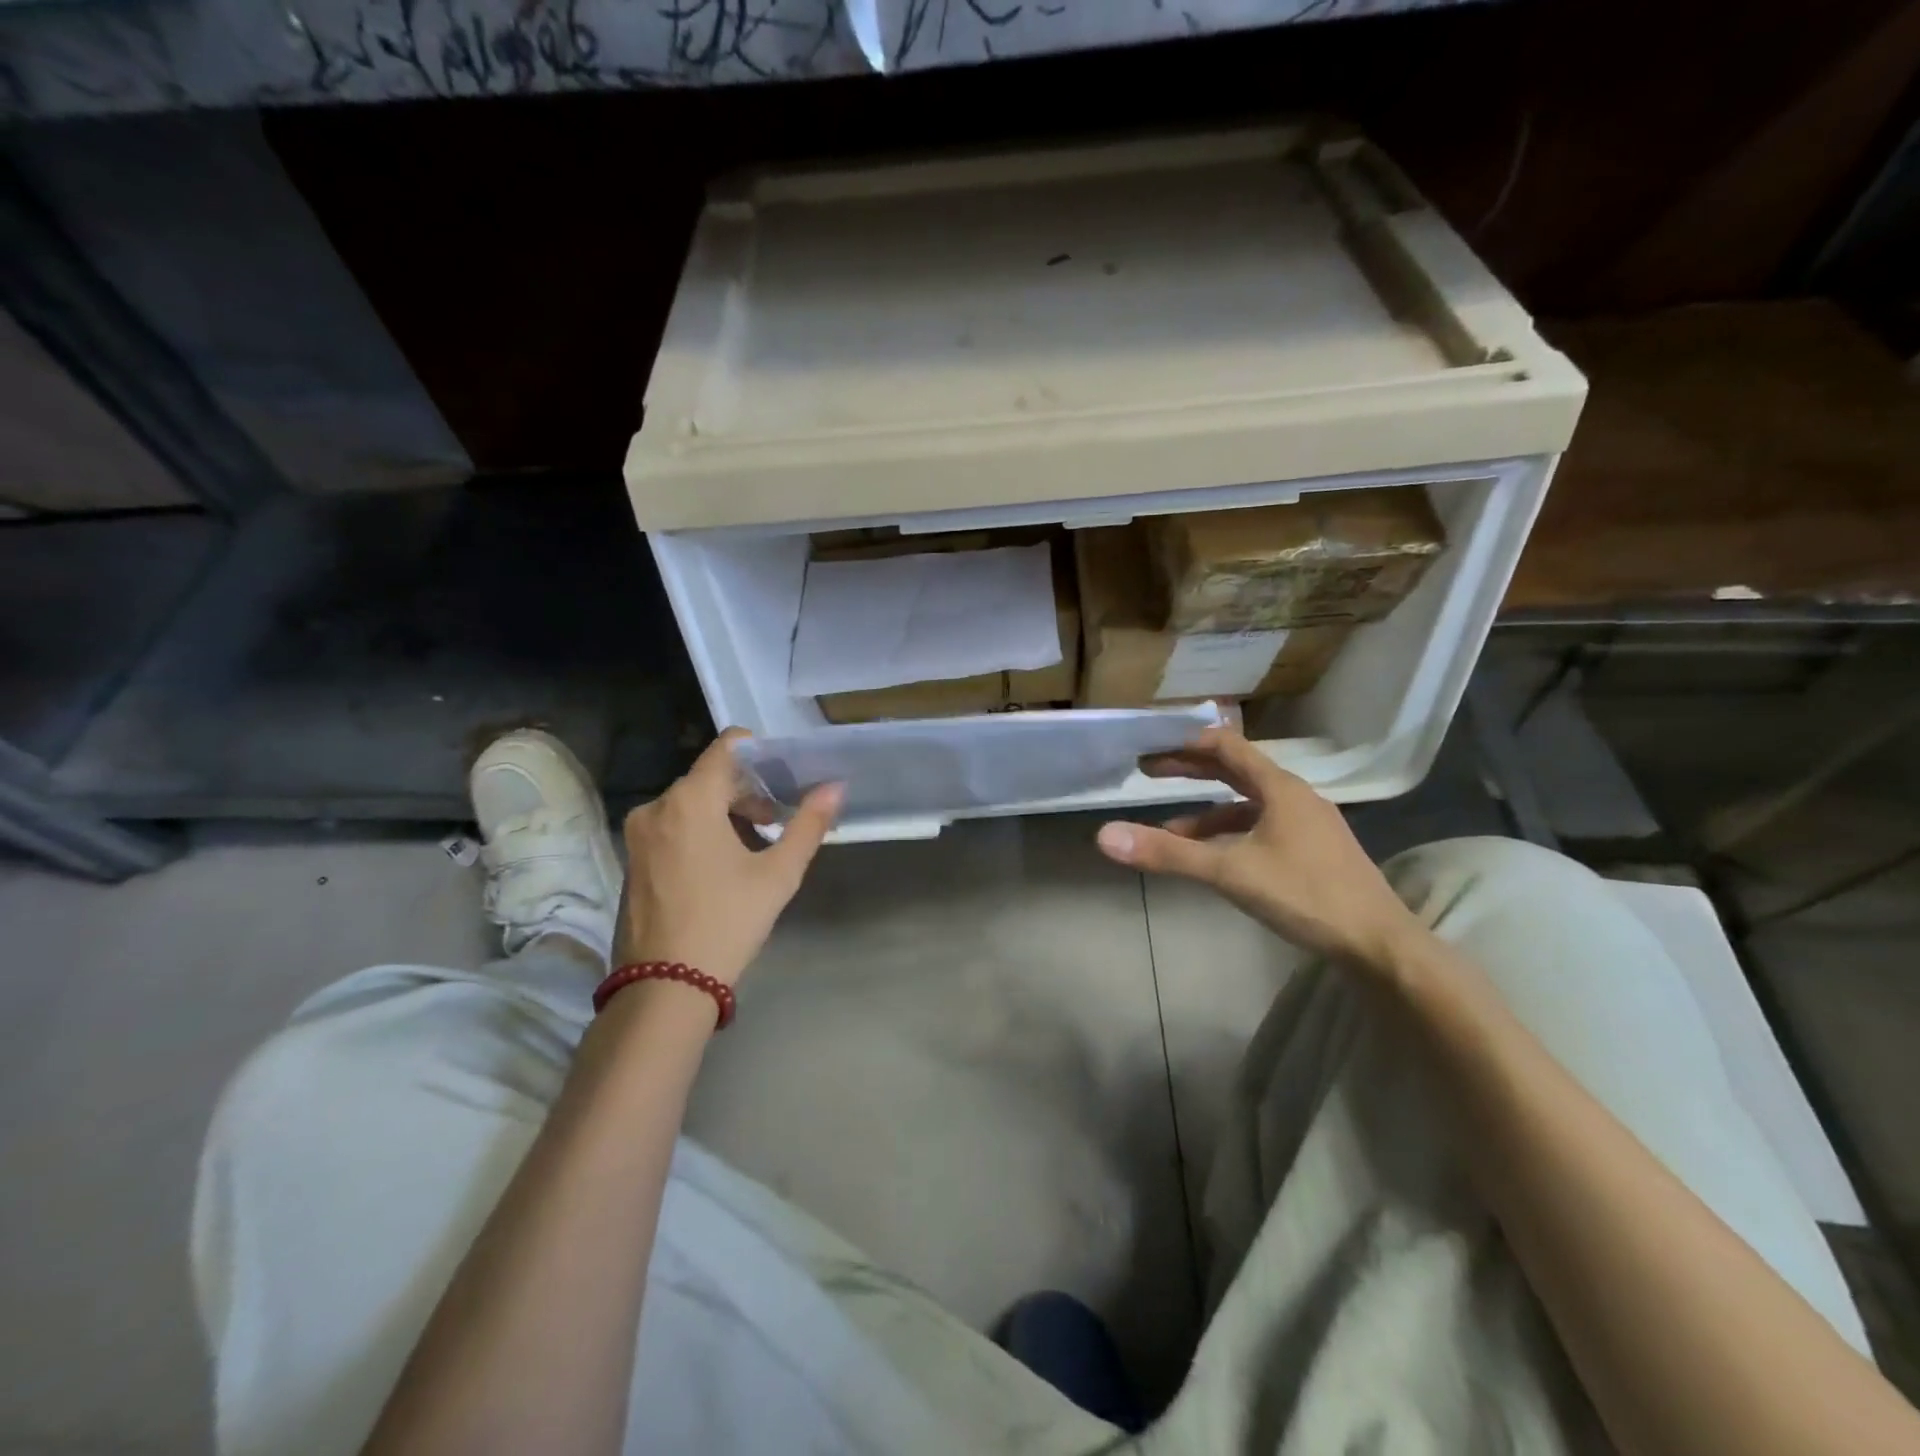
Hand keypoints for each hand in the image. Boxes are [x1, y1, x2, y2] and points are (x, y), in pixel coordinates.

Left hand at [615, 729, 842, 985]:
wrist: (666, 986)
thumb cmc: (728, 921)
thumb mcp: (778, 873)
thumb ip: (808, 824)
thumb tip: (835, 787)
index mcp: (690, 800)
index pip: (727, 746)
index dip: (760, 751)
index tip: (785, 772)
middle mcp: (657, 806)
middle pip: (710, 777)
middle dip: (748, 790)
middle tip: (779, 818)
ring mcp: (639, 834)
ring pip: (690, 803)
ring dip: (725, 812)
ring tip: (757, 845)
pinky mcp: (632, 859)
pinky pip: (672, 825)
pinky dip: (700, 830)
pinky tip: (724, 864)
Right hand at [1095, 726, 1423, 973]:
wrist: (1379, 944)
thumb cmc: (1305, 895)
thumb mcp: (1230, 872)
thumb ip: (1169, 853)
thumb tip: (1105, 835)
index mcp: (1279, 788)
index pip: (1226, 746)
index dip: (1186, 742)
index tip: (1151, 744)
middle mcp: (1294, 796)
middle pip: (1235, 771)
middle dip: (1190, 771)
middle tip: (1148, 772)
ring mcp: (1307, 824)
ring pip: (1247, 804)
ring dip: (1207, 811)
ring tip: (1169, 829)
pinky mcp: (1312, 850)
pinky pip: (1261, 828)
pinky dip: (1230, 834)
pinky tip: (1215, 858)